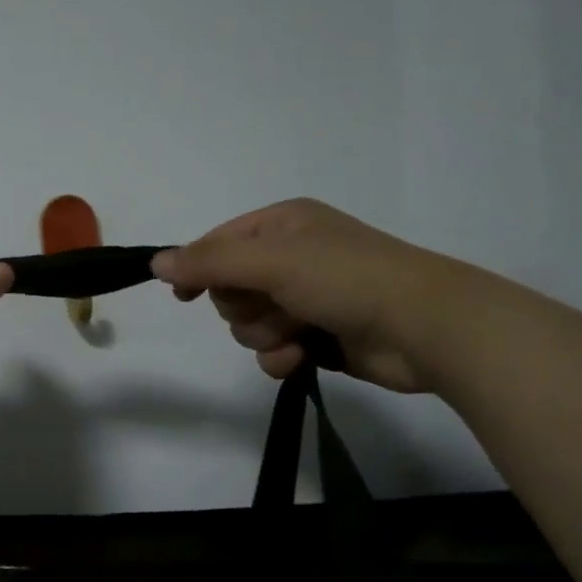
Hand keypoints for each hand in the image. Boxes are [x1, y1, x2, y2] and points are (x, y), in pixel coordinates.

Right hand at [151, 199, 474, 392]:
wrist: (426, 327)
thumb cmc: (346, 279)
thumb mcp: (271, 260)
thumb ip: (209, 262)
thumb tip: (155, 262)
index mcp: (282, 225)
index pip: (217, 244)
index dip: (197, 268)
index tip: (182, 295)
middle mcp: (291, 257)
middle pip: (229, 289)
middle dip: (244, 306)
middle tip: (273, 306)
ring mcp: (305, 298)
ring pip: (248, 323)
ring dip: (265, 333)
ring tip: (299, 332)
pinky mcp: (318, 336)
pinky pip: (272, 350)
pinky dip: (281, 355)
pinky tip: (303, 356)